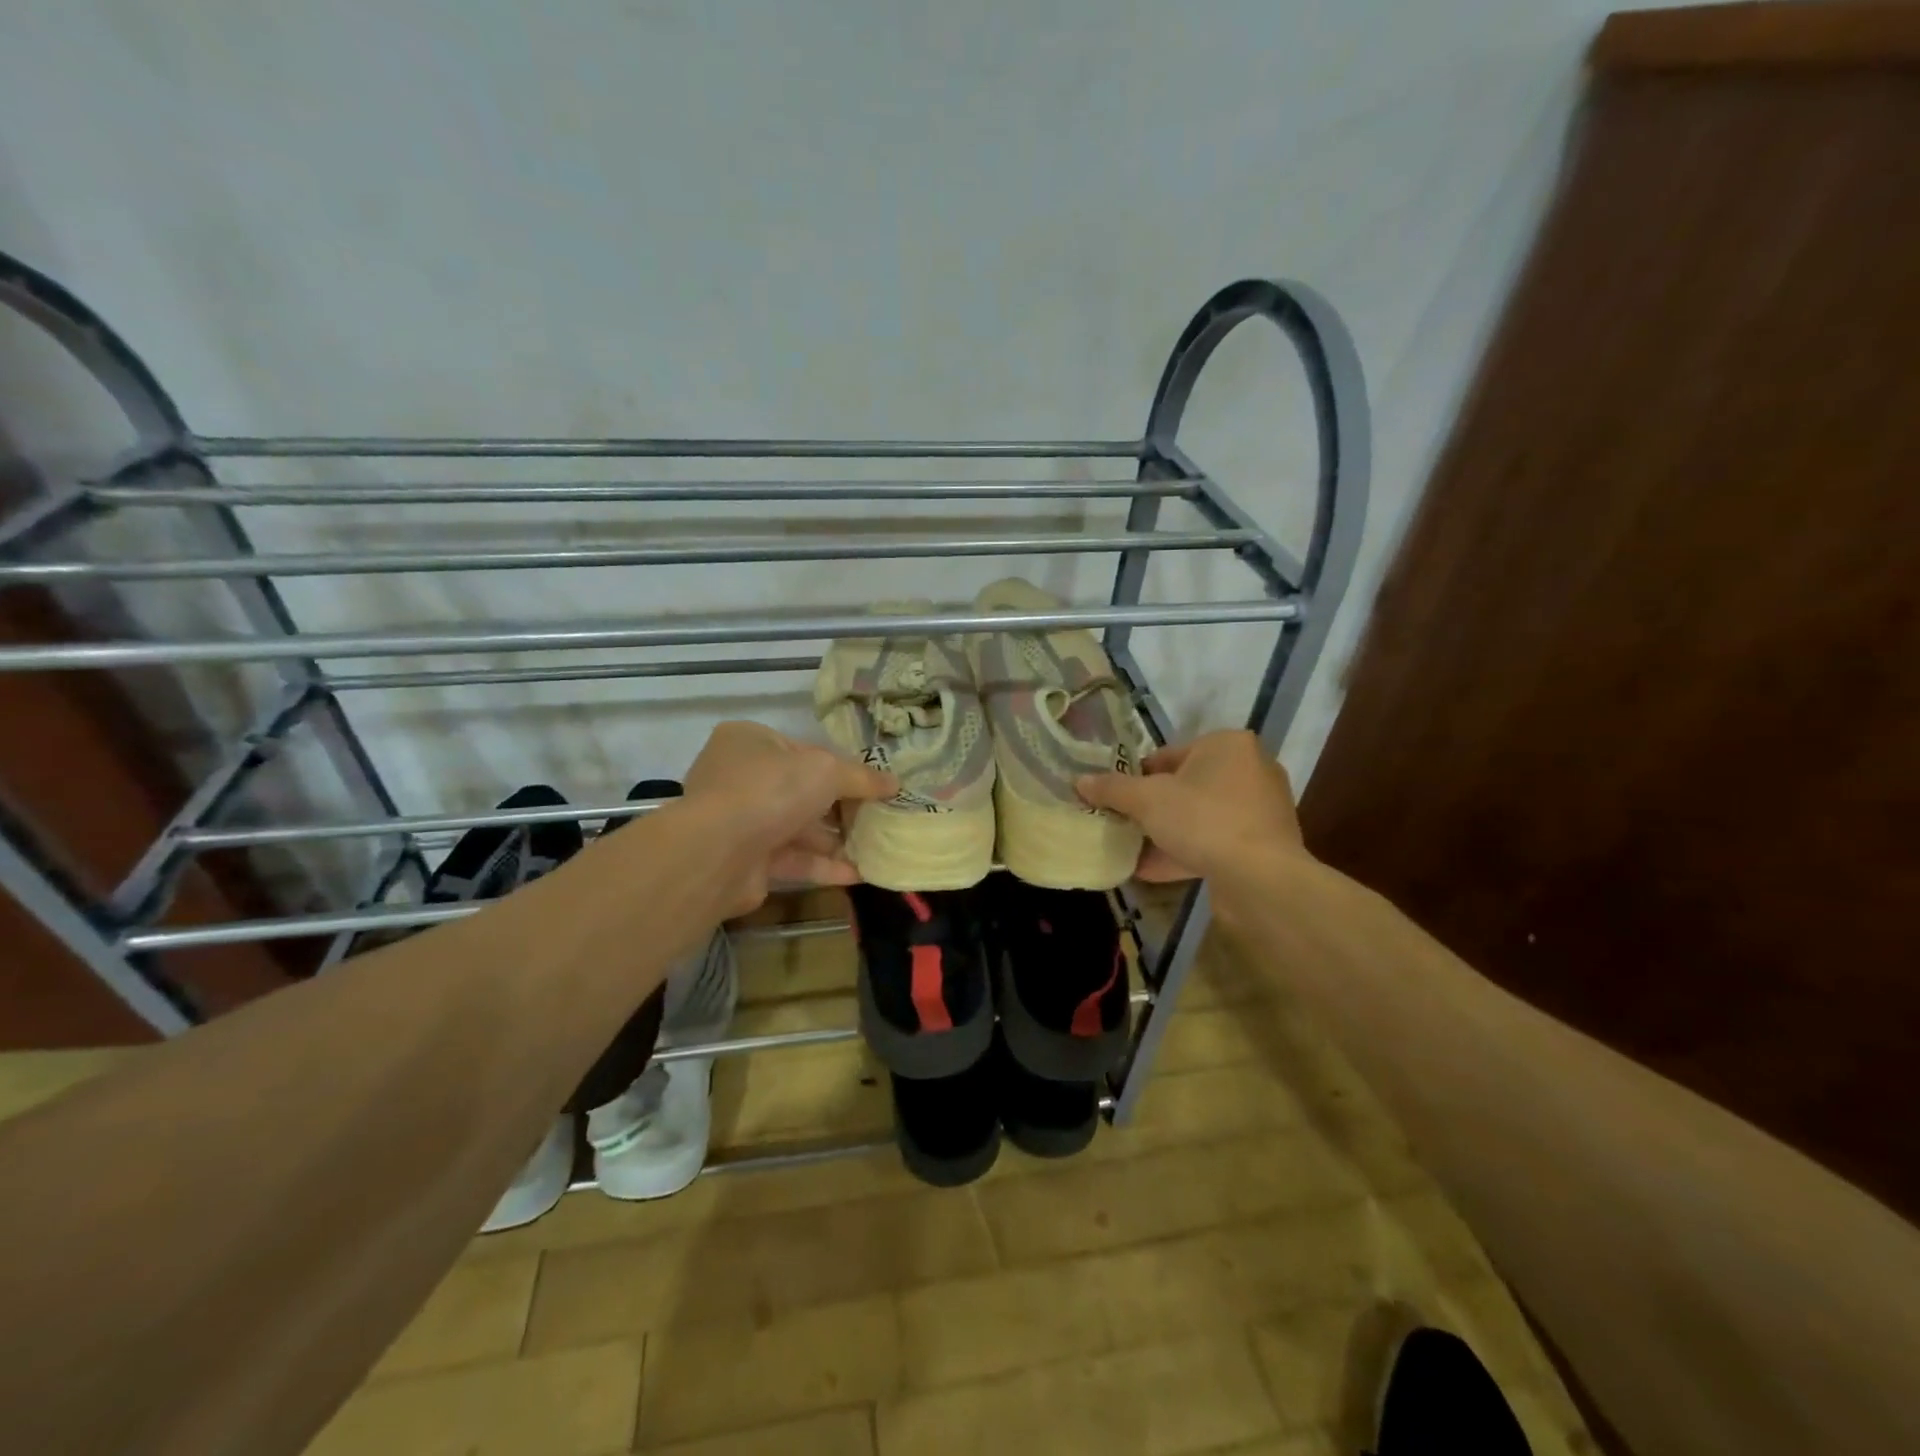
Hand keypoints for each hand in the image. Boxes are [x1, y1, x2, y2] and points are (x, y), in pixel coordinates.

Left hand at [682, 721, 895, 914]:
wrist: (718, 852)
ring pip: (797, 828)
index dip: (840, 766)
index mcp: (749, 741)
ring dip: (835, 840)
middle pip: (801, 791)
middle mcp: (739, 777)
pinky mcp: (746, 861)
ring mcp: (740, 821)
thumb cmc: (771, 790)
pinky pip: (792, 859)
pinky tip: (859, 874)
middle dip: (840, 808)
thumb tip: (895, 783)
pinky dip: (823, 866)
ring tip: (876, 847)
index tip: (871, 784)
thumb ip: (862, 777)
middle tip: (878, 818)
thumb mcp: (826, 770)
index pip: (803, 750)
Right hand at [1075, 729, 1304, 882]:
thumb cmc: (1203, 820)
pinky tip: (1151, 870)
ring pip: (1199, 816)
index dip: (1135, 777)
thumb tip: (1080, 781)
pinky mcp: (1263, 843)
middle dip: (1152, 808)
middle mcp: (1249, 769)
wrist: (1261, 878)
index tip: (1115, 800)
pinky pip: (1214, 841)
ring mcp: (1260, 809)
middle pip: (1185, 785)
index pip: (1167, 754)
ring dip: (1166, 833)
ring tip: (1132, 849)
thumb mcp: (1147, 800)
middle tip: (1122, 824)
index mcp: (1226, 745)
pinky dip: (1185, 852)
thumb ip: (1112, 789)